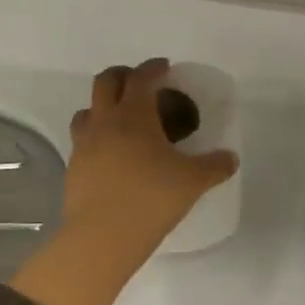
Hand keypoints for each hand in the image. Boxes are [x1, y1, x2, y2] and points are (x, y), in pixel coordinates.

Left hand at [62, 59, 238, 249]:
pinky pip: (83, 140)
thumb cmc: (151, 199)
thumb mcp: (193, 181)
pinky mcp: (73, 167)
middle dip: (123, 75)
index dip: (153, 68)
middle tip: (142, 84)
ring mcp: (84, 144)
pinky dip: (97, 136)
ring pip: (87, 110)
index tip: (165, 67)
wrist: (102, 237)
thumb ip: (215, 165)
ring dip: (104, 105)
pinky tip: (113, 154)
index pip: (141, 78)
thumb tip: (231, 158)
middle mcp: (105, 122)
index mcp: (135, 116)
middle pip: (105, 82)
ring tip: (122, 119)